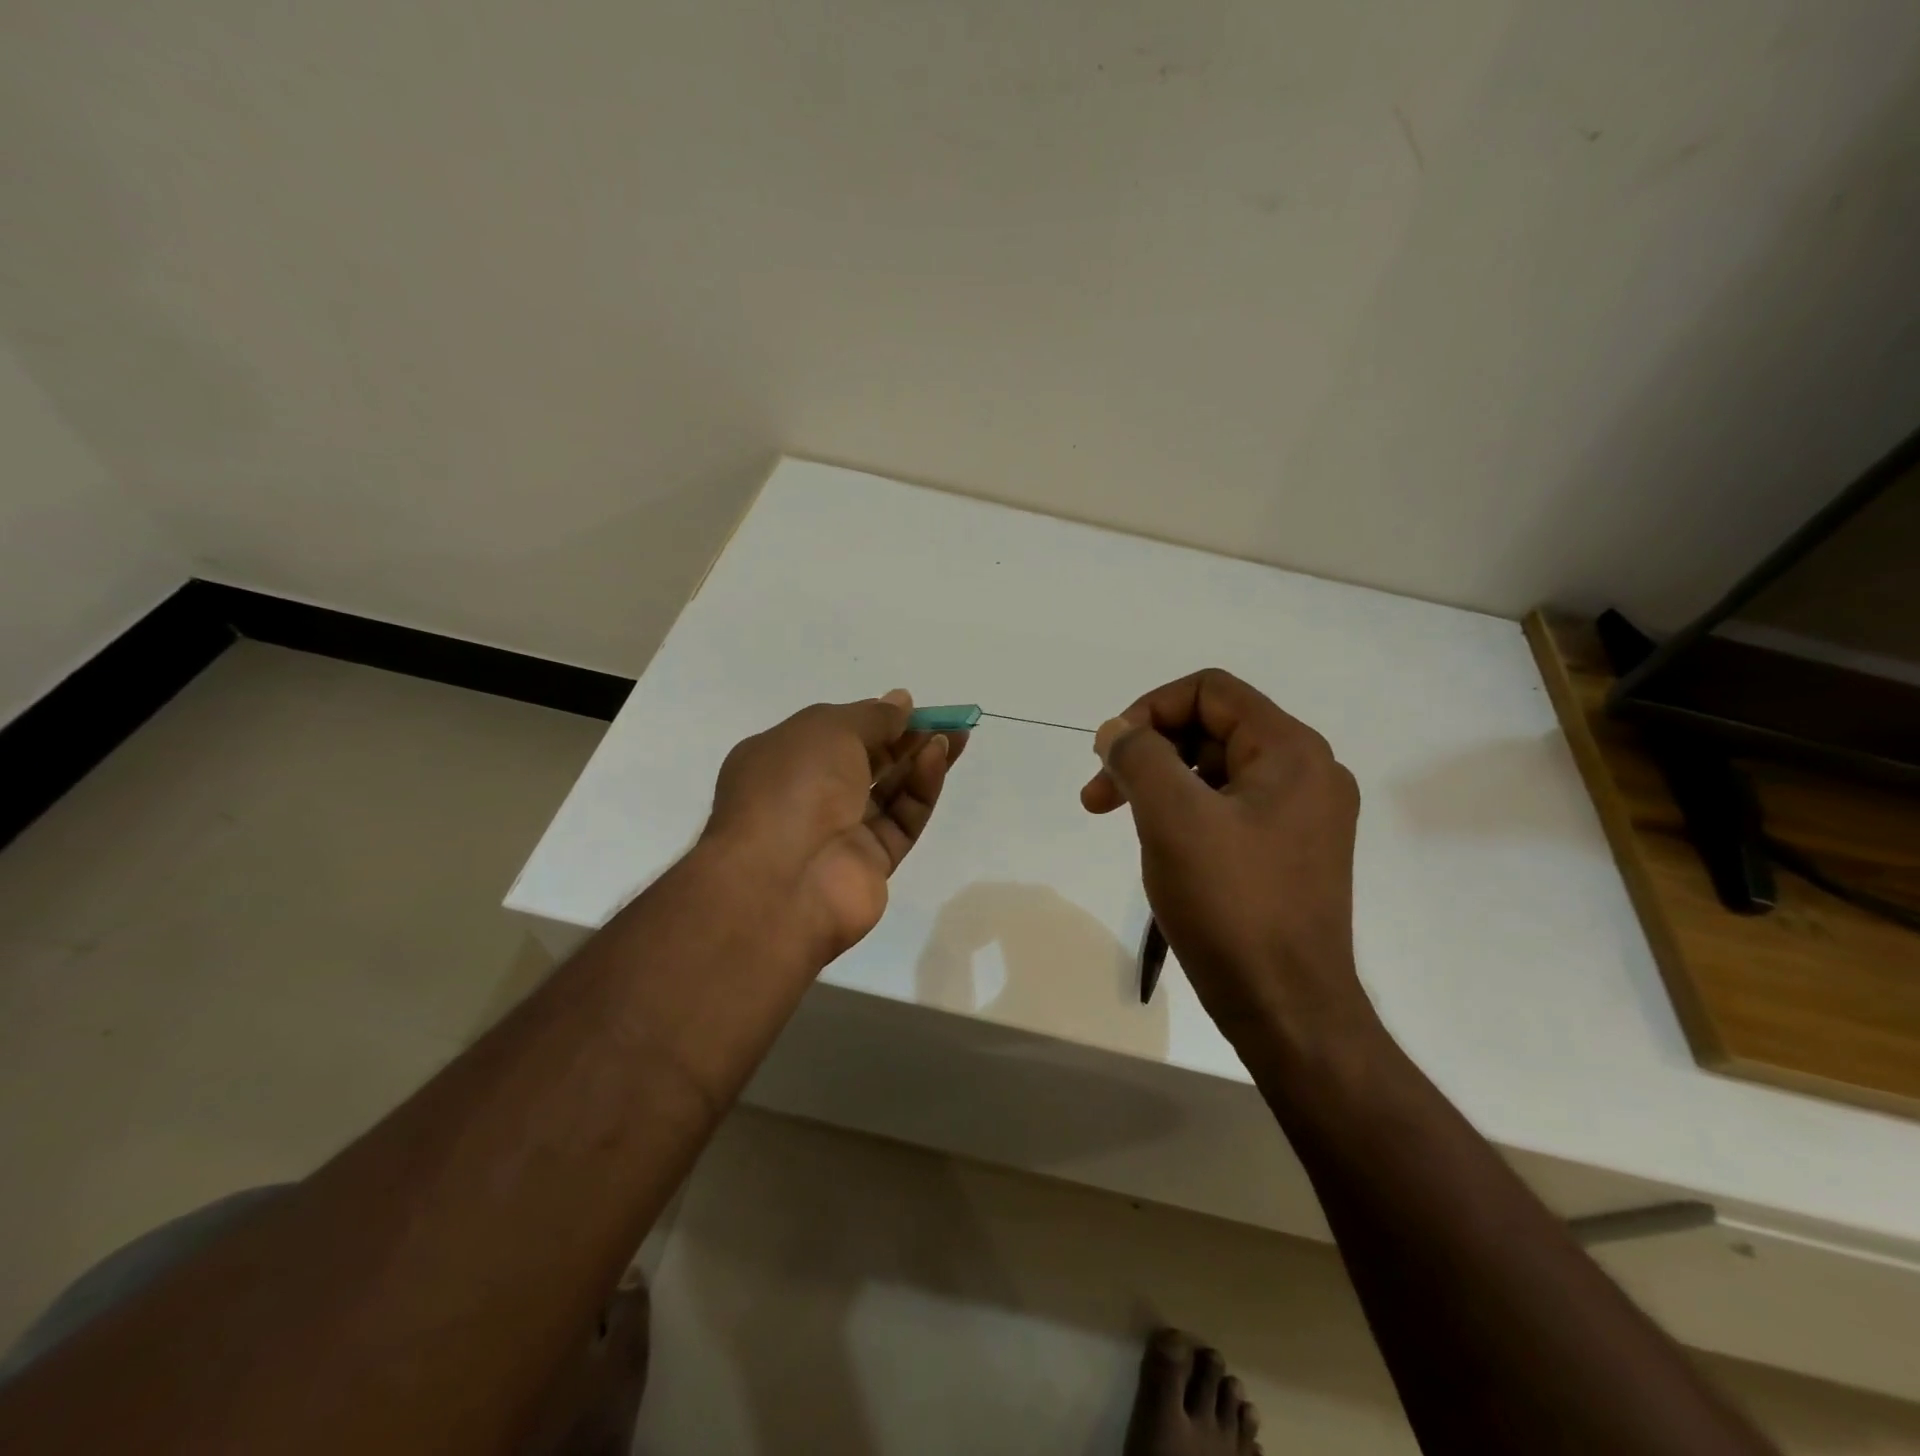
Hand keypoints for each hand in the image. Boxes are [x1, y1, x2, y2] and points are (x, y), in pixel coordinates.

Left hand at [704, 690, 965, 962]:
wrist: (781, 881)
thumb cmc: (793, 786)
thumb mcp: (830, 730)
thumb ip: (872, 716)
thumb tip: (900, 702)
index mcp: (782, 759)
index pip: (834, 733)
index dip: (872, 717)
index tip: (909, 706)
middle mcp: (808, 795)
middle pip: (866, 760)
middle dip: (904, 737)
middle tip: (944, 719)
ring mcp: (839, 831)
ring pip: (889, 791)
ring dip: (919, 760)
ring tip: (953, 736)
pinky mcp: (871, 861)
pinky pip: (901, 819)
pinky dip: (920, 789)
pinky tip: (937, 760)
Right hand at [1081, 669, 1371, 1050]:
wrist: (1287, 1009)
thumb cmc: (1232, 905)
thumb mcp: (1173, 818)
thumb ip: (1140, 756)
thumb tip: (1116, 731)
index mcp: (1291, 751)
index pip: (1210, 691)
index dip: (1150, 709)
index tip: (1111, 755)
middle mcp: (1307, 772)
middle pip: (1212, 729)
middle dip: (1149, 753)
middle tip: (1098, 796)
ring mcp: (1302, 816)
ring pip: (1216, 771)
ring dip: (1162, 785)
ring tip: (1122, 821)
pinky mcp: (1290, 853)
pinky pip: (1229, 809)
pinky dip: (1186, 813)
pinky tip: (1161, 846)